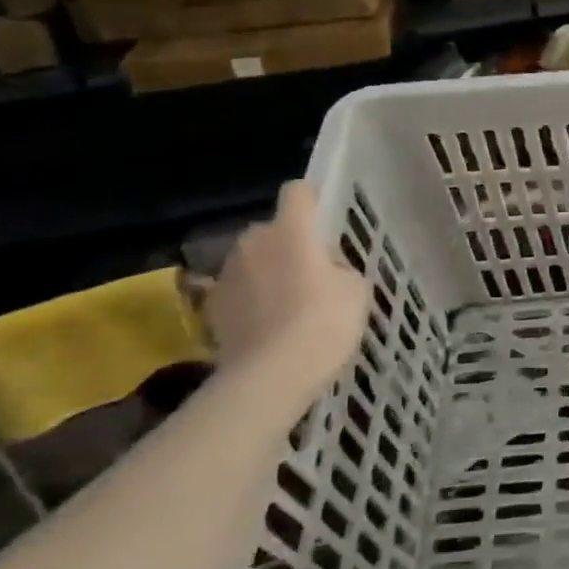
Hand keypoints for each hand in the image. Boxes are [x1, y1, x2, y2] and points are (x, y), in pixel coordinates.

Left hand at [206, 181, 368, 397]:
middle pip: (273, 229)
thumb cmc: (324, 322)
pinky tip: (268, 327)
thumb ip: (339, 267)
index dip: (312, 202)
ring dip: (268, 272)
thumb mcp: (356, 289)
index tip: (325, 225)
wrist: (271, 376)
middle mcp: (254, 241)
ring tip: (289, 305)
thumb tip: (325, 269)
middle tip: (312, 274)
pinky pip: (239, 291)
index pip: (298, 192)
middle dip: (289, 244)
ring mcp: (227, 274)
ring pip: (253, 260)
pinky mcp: (212, 307)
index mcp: (292, 229)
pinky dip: (251, 301)